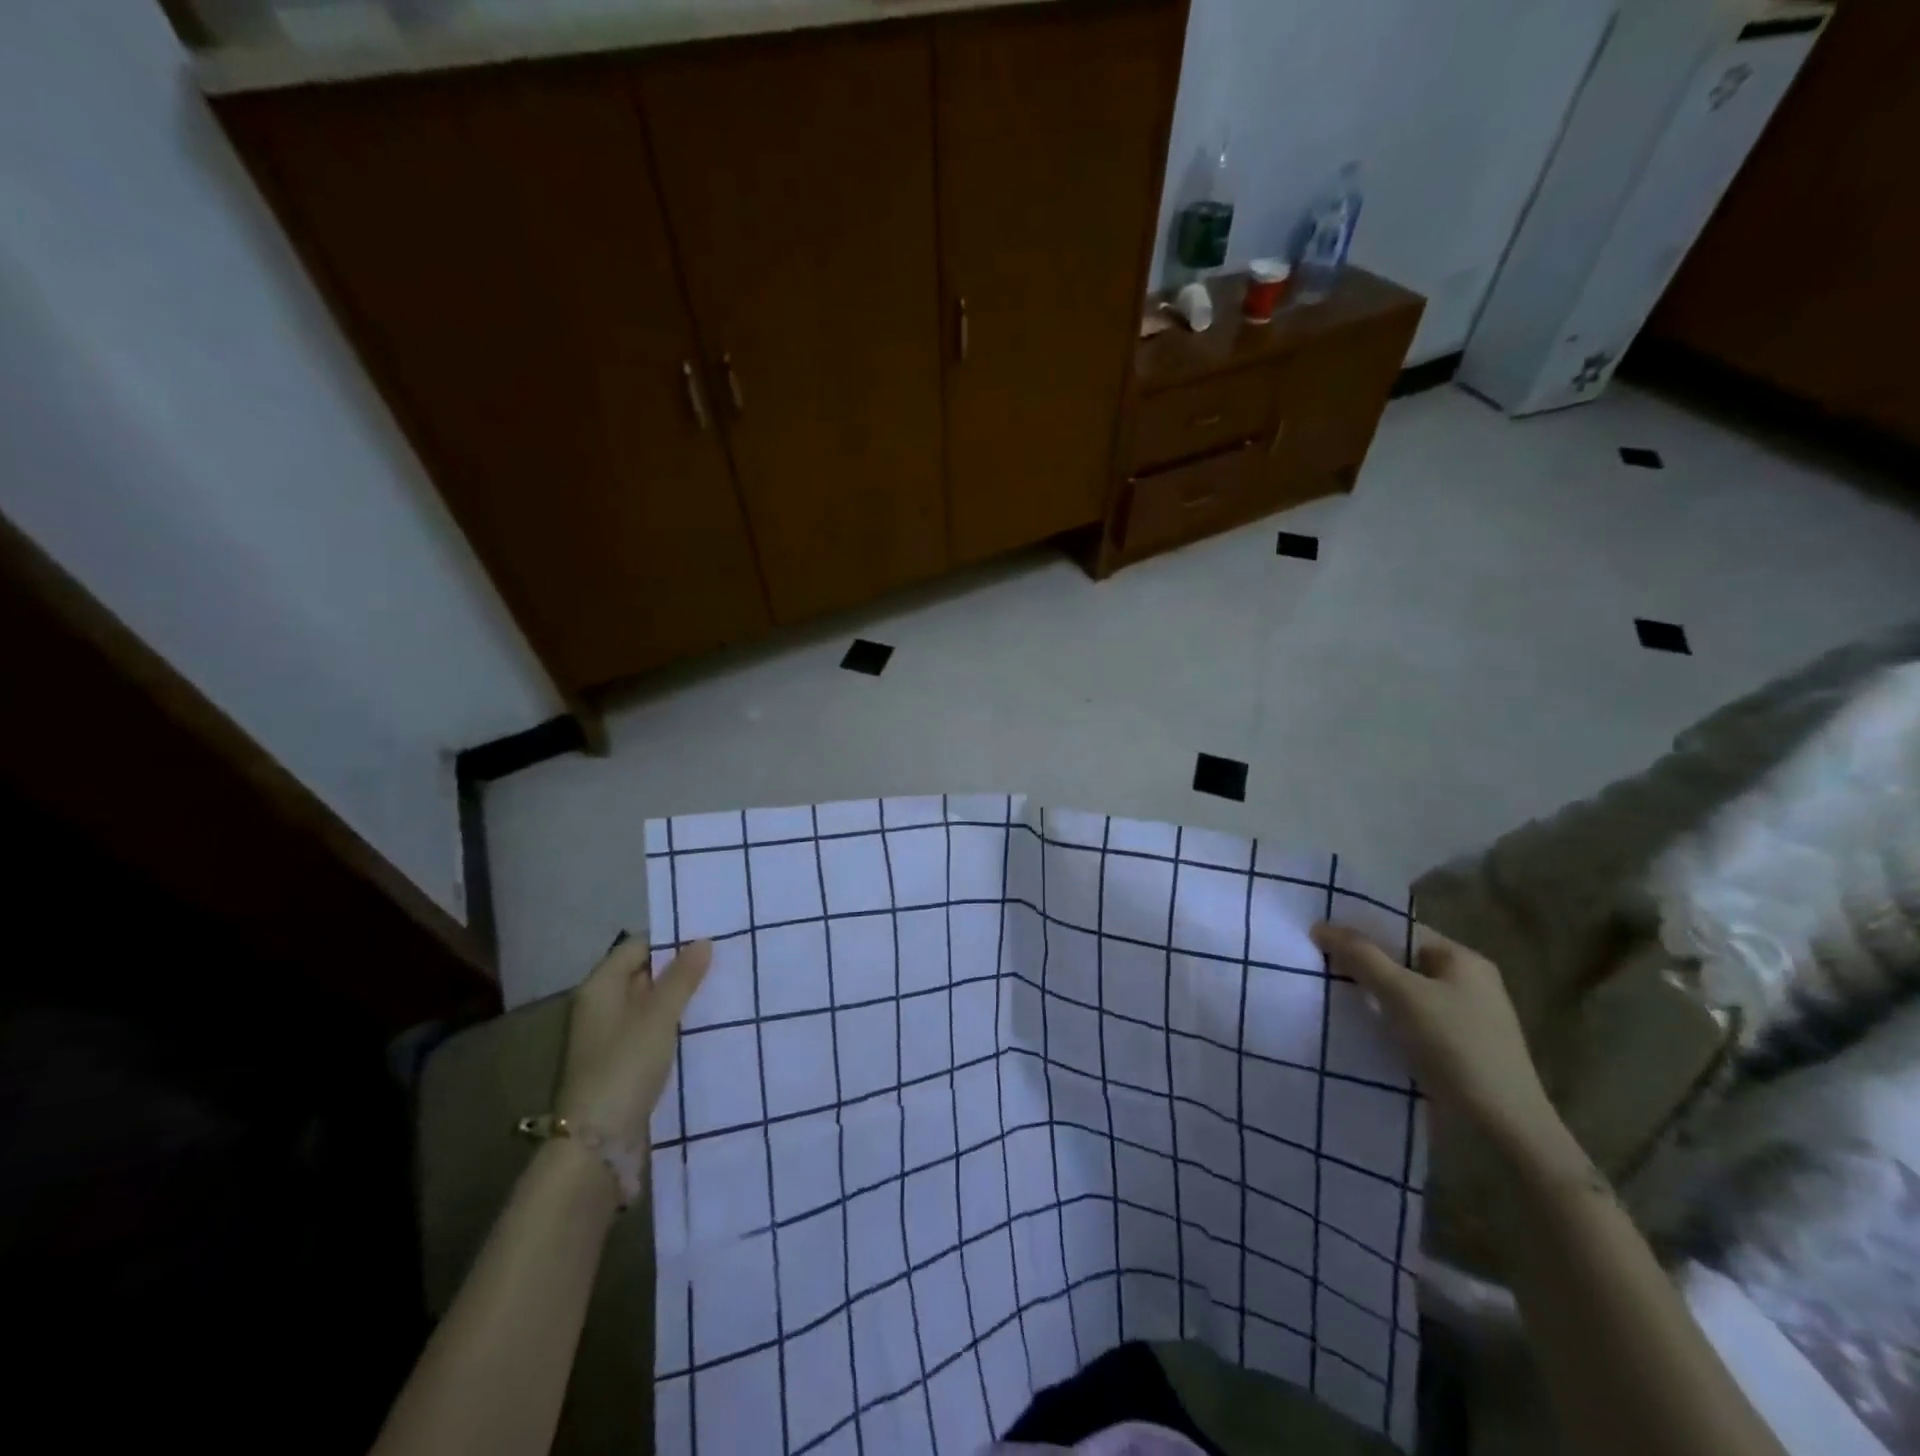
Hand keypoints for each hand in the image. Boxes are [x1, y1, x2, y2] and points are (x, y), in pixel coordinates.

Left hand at [556, 937, 710, 1152]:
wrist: (596, 1144)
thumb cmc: (624, 1067)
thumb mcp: (658, 1016)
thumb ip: (682, 977)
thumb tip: (703, 941)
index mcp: (600, 987)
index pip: (638, 946)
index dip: (671, 939)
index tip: (710, 936)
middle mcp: (602, 1006)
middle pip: (644, 974)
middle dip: (681, 968)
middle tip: (725, 961)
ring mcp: (611, 1037)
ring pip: (652, 1004)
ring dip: (682, 998)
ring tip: (723, 988)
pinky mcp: (624, 1063)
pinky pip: (654, 1031)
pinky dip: (676, 1025)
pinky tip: (706, 1024)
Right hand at [1309, 922, 1566, 1161]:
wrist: (1505, 1128)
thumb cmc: (1456, 1047)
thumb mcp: (1402, 994)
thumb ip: (1361, 956)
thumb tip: (1321, 926)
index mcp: (1463, 959)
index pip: (1402, 930)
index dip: (1361, 929)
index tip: (1320, 937)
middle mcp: (1468, 982)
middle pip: (1402, 960)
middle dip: (1362, 963)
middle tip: (1317, 965)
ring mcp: (1466, 1017)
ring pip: (1405, 993)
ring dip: (1371, 994)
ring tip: (1329, 995)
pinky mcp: (1459, 1049)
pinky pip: (1412, 1020)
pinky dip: (1386, 1020)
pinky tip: (1359, 1027)